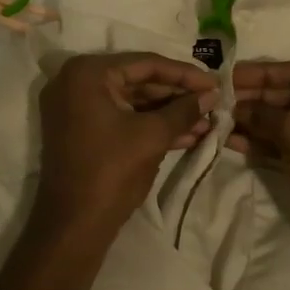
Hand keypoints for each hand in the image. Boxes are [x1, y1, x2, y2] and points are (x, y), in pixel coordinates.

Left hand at [33, 52, 218, 235]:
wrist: (74, 224)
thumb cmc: (111, 171)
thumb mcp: (152, 136)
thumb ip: (183, 110)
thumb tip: (212, 96)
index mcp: (88, 73)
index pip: (146, 64)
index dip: (185, 74)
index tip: (215, 83)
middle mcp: (76, 81)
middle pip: (138, 80)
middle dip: (177, 96)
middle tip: (212, 102)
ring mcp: (76, 106)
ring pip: (132, 101)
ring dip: (168, 112)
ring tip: (206, 122)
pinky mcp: (81, 129)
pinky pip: (122, 117)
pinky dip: (150, 124)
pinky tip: (187, 135)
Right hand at [230, 60, 289, 252]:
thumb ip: (266, 113)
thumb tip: (236, 106)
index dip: (264, 73)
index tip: (229, 73)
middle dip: (256, 97)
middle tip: (219, 97)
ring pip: (286, 119)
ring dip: (254, 119)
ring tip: (219, 117)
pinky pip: (286, 142)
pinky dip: (261, 140)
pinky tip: (231, 139)